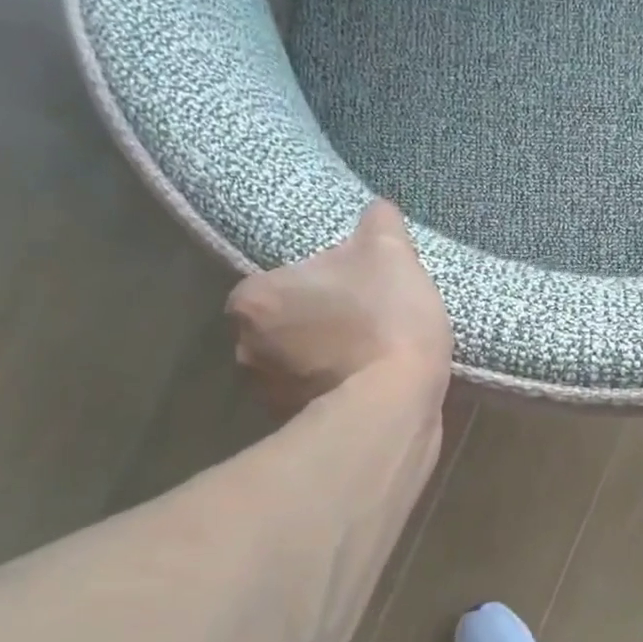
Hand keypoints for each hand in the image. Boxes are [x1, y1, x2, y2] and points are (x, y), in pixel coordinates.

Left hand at [227, 200, 451, 411]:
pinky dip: (335, 393)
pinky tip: (370, 389)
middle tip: (363, 324)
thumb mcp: (392, 253)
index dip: (318, 285)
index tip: (353, 292)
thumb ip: (379, 222)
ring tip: (370, 360)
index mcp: (253, 299)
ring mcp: (267, 396)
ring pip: (296, 365)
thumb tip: (377, 211)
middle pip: (284, 325)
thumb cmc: (385, 320)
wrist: (397, 404)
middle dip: (316, 325)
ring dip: (323, 361)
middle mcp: (245, 349)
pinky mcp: (294, 429)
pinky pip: (314, 400)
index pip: (278, 283)